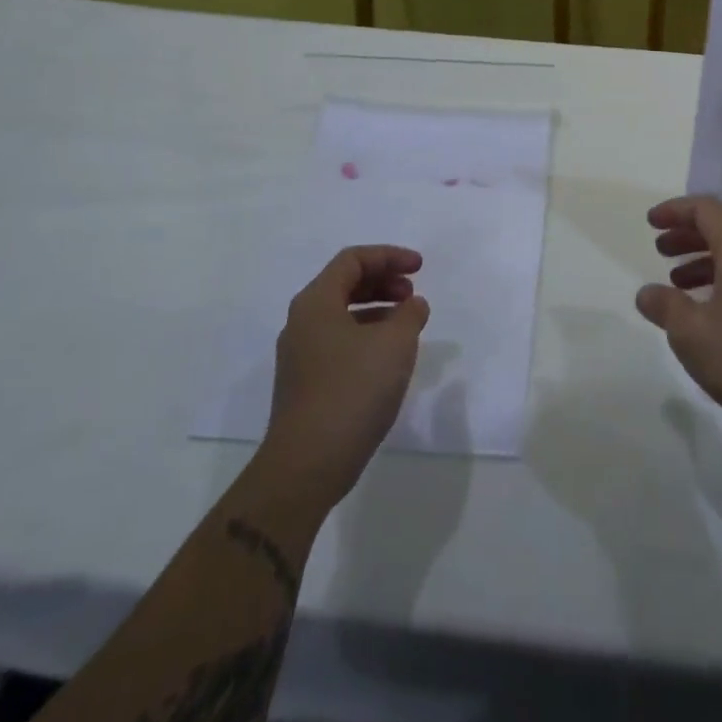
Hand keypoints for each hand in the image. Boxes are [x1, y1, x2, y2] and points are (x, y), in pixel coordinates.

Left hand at [261, 245, 428, 510]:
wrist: (307, 465)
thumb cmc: (352, 391)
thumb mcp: (394, 344)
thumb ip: (409, 314)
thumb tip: (412, 305)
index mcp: (316, 302)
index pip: (353, 260)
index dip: (389, 256)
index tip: (420, 268)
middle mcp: (302, 322)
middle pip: (345, 284)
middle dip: (383, 281)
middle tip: (413, 294)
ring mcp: (301, 354)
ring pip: (342, 314)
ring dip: (377, 309)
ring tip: (407, 324)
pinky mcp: (306, 383)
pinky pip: (339, 341)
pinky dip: (367, 335)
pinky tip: (389, 356)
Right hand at [638, 196, 721, 446]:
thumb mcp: (692, 333)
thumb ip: (665, 306)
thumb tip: (646, 293)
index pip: (706, 209)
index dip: (675, 210)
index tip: (650, 222)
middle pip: (721, 227)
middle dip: (687, 233)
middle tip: (659, 248)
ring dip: (701, 258)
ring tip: (674, 280)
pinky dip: (719, 278)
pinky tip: (704, 308)